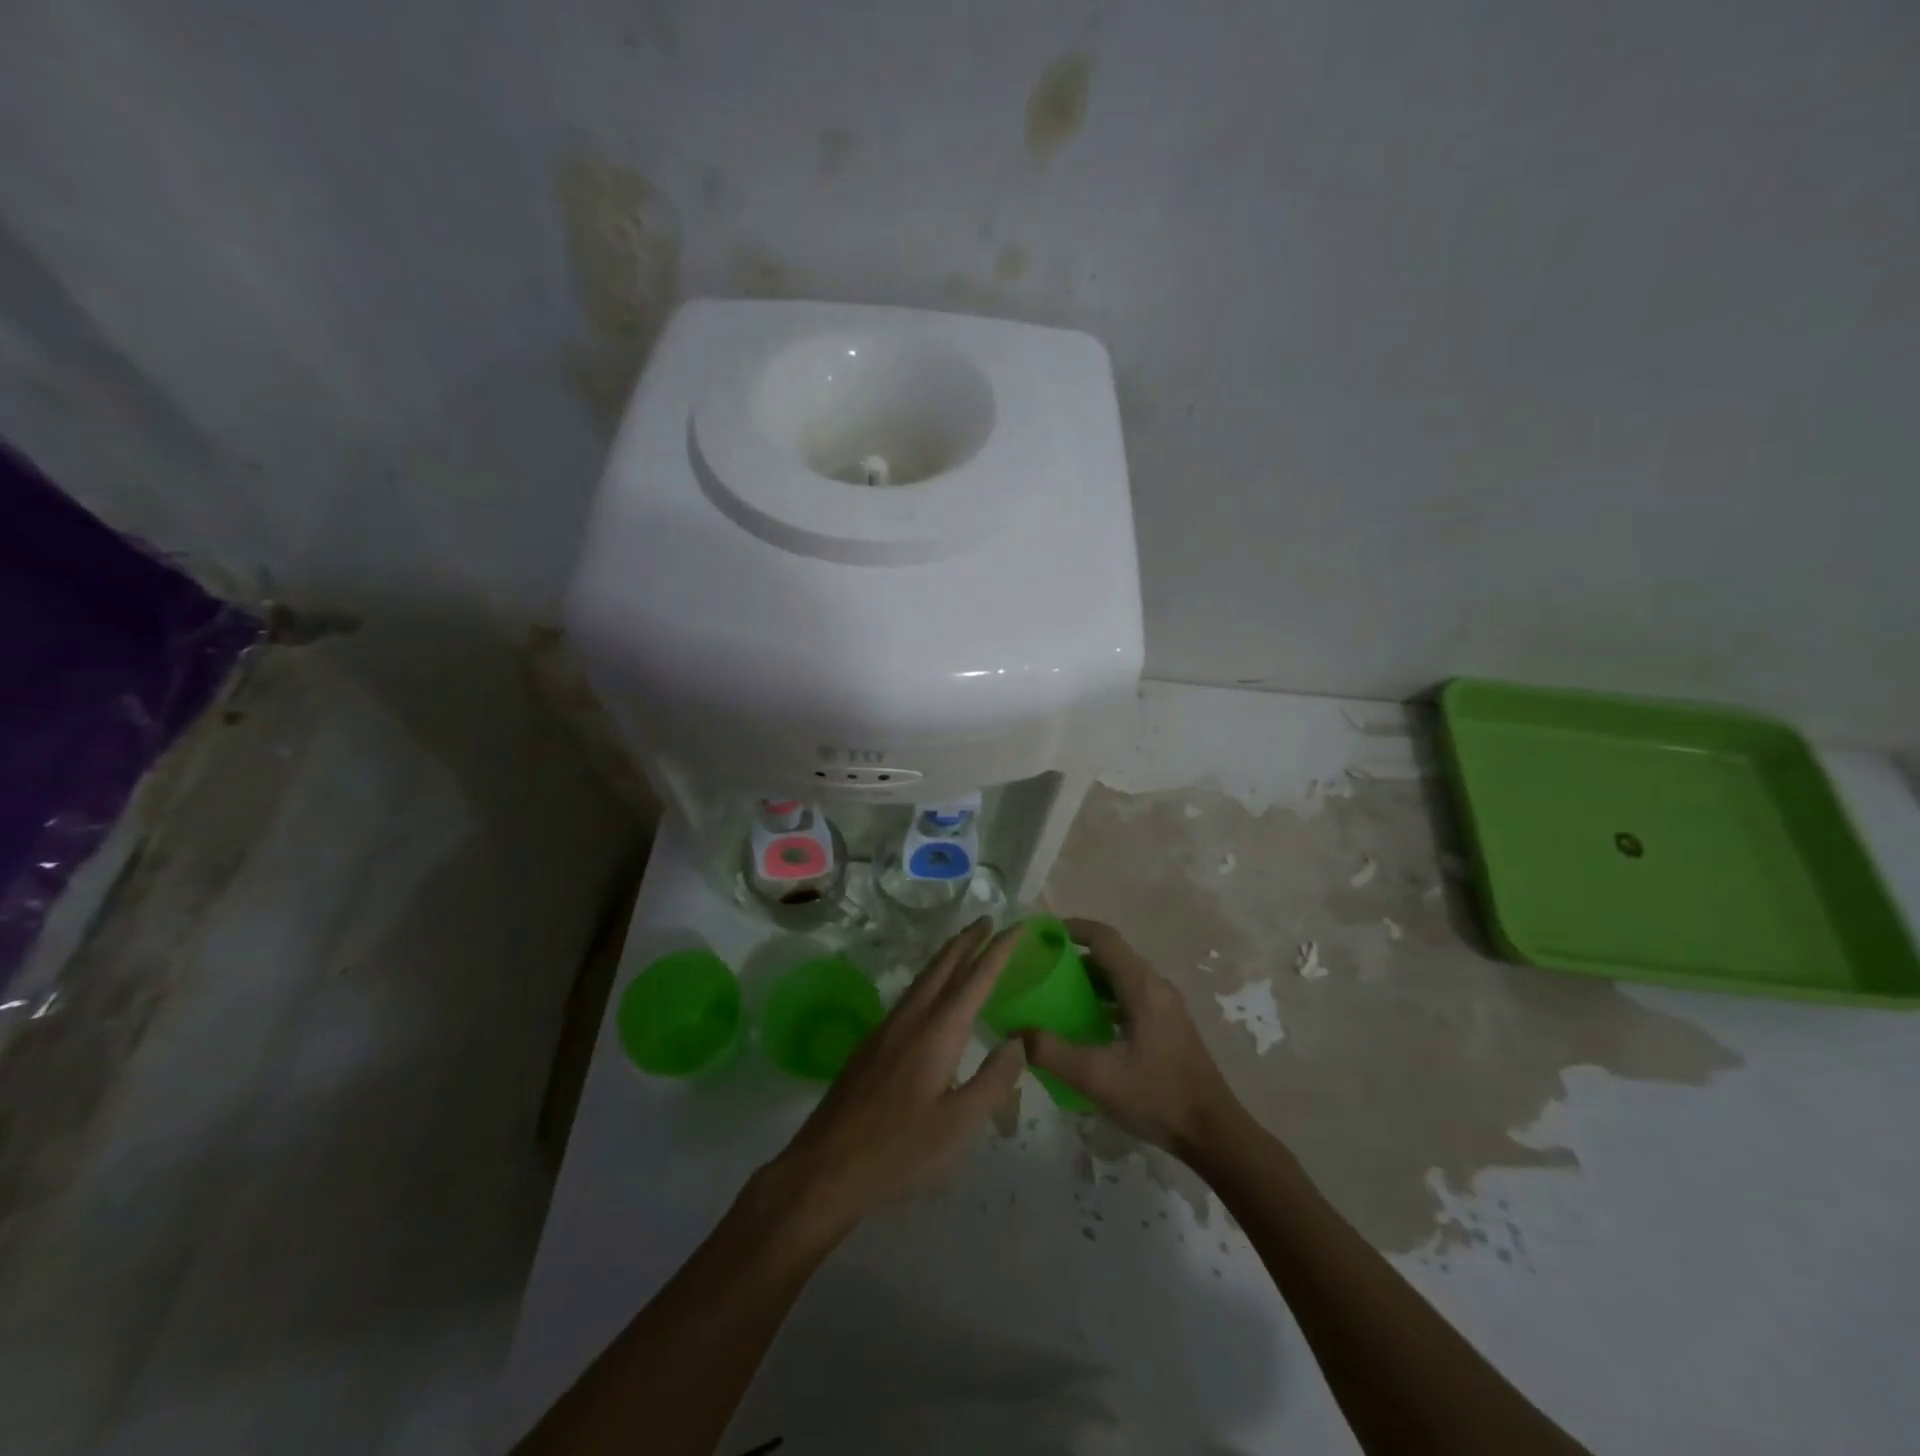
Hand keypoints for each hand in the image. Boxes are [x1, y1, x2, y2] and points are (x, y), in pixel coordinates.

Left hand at [768, 919, 1026, 1234]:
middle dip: (967, 941)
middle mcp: (910, 1019)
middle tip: (988, 920)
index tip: (1017, 926)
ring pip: (922, 979)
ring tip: (965, 947)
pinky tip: (931, 995)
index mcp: (936, 1033)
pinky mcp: (870, 1046)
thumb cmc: (898, 1151)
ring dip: (947, 958)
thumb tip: (1018, 1042)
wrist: (824, 1168)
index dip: (998, 951)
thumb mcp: (959, 1125)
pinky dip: (930, 980)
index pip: (975, 979)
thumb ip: (993, 1080)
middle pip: (942, 967)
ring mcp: (885, 1030)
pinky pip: (909, 996)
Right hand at [1019, 918, 1244, 1159]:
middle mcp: (1155, 986)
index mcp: (1142, 986)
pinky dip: (1103, 998)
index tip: (1040, 935)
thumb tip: (1014, 1033)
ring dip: (1088, 979)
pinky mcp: (1167, 1024)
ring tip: (1054, 995)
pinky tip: (1084, 1025)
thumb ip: (1051, 1052)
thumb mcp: (1097, 1077)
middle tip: (1039, 968)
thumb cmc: (1157, 1097)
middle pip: (1110, 955)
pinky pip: (1129, 996)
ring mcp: (1165, 1005)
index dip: (1071, 928)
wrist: (1213, 1133)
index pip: (1103, 938)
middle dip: (1073, 956)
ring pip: (1120, 977)